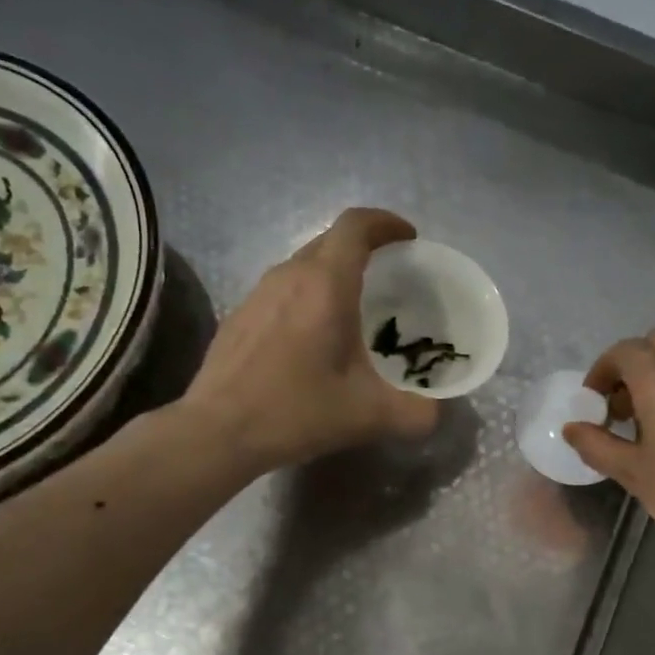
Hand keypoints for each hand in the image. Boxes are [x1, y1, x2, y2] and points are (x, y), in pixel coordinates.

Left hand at [181, 208, 437, 472]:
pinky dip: (307, 297)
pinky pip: (282, 290)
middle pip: (330, 241)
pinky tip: (311, 339)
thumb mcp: (370, 416)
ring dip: (333, 274)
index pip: (356, 226)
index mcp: (326, 285)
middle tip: (389, 277)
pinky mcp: (240, 316)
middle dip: (364, 249)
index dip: (386, 223)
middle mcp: (289, 276)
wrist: (219, 431)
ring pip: (303, 265)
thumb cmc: (297, 411)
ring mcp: (258, 293)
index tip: (408, 239)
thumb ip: (416, 413)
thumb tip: (435, 414)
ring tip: (353, 309)